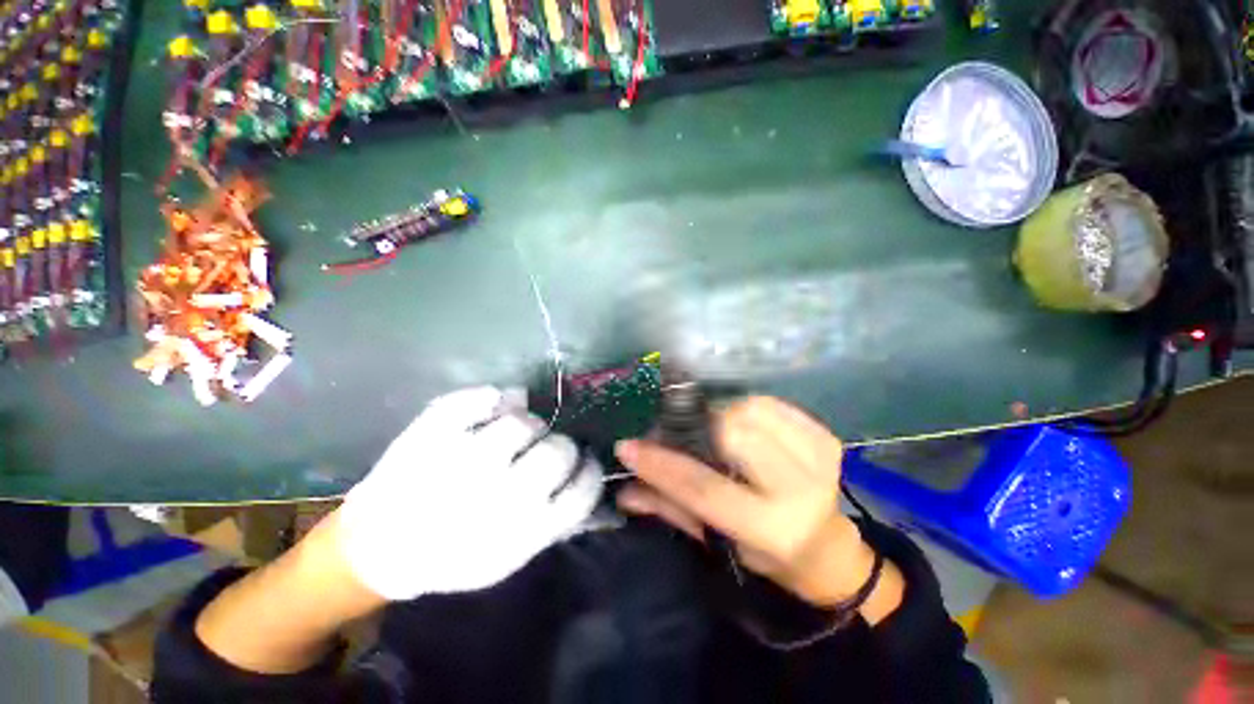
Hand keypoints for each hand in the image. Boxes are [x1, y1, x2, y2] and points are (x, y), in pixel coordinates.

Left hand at [339, 386, 602, 600]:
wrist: (376, 550)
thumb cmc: (450, 556)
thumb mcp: (510, 557)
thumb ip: (553, 520)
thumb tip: (582, 475)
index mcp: (523, 532)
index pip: (583, 489)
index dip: (589, 469)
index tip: (584, 462)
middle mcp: (499, 496)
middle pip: (559, 450)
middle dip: (559, 447)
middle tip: (544, 450)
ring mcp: (463, 460)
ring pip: (523, 422)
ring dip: (527, 424)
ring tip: (517, 432)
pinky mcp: (433, 433)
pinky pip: (480, 398)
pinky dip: (494, 398)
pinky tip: (495, 407)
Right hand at [616, 397, 900, 617]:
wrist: (826, 546)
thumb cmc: (764, 551)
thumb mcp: (714, 539)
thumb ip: (668, 508)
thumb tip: (623, 489)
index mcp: (769, 528)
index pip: (703, 487)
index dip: (661, 463)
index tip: (628, 445)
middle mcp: (798, 491)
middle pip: (733, 434)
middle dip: (697, 426)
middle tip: (679, 430)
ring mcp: (819, 458)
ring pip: (752, 410)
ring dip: (721, 413)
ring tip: (711, 428)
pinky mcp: (826, 436)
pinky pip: (772, 403)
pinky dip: (747, 407)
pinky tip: (741, 423)